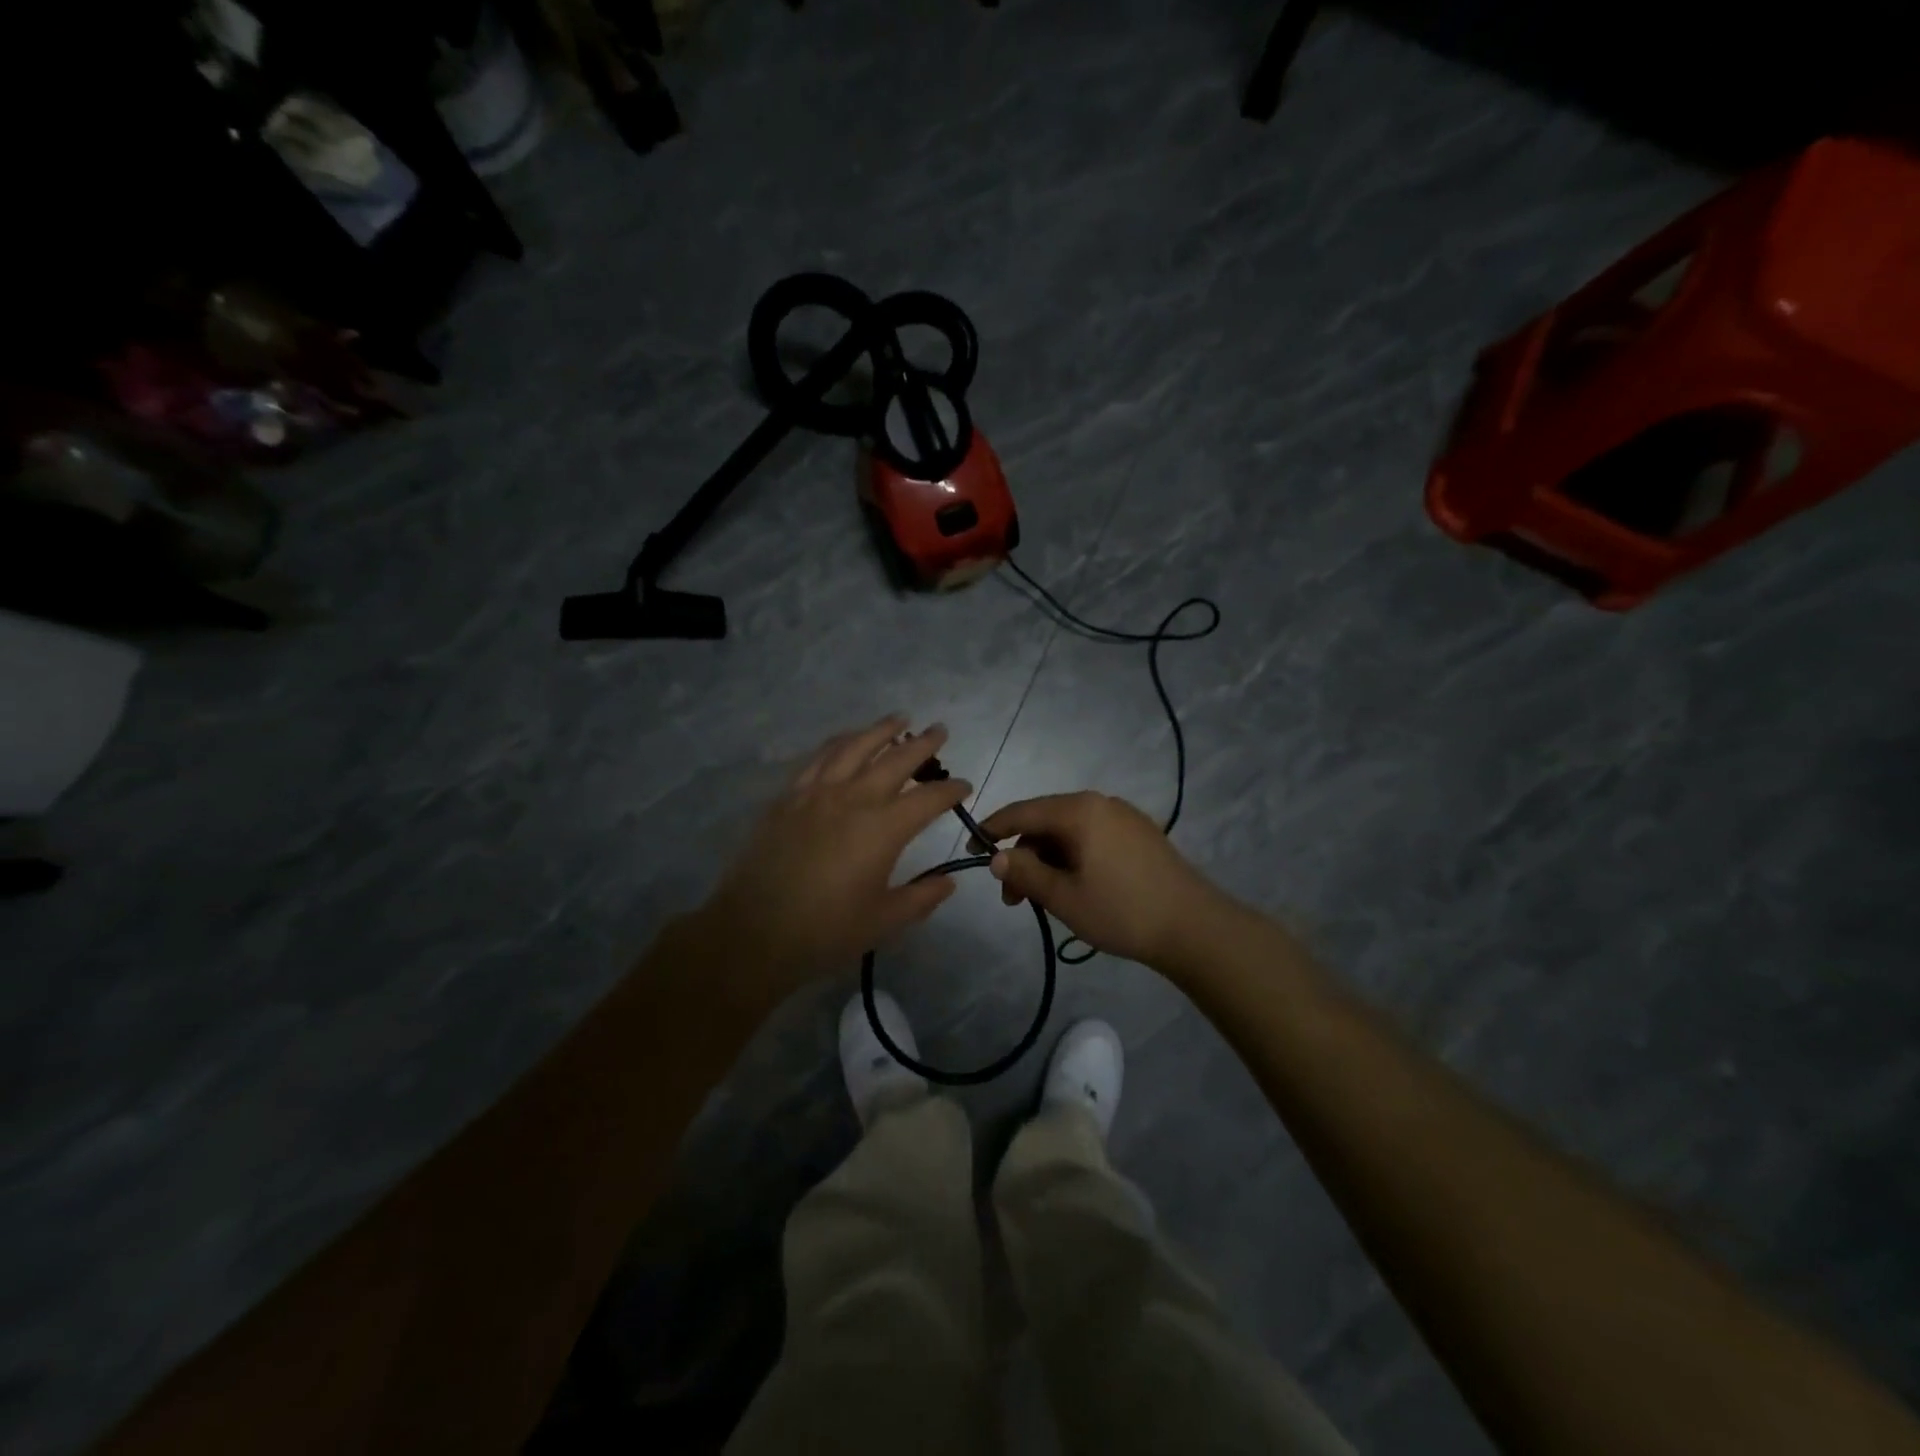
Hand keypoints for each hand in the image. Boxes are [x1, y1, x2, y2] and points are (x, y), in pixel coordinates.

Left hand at [689, 716, 969, 1008]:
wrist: (754, 931)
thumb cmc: (825, 931)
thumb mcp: (884, 921)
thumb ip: (921, 898)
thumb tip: (949, 882)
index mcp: (883, 829)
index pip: (928, 799)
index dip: (951, 790)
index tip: (964, 786)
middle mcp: (853, 799)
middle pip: (895, 760)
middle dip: (923, 744)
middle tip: (939, 730)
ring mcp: (817, 793)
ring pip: (854, 747)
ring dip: (880, 730)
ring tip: (898, 719)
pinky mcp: (788, 797)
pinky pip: (819, 758)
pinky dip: (839, 743)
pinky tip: (846, 740)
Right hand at [976, 792, 1227, 968]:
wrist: (1194, 927)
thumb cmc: (1121, 911)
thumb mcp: (1063, 897)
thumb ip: (1025, 873)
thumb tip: (996, 857)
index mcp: (1079, 810)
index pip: (1022, 811)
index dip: (992, 830)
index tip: (971, 851)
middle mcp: (1100, 803)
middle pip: (1046, 822)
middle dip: (1023, 856)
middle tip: (1013, 898)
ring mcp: (1124, 817)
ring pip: (1069, 832)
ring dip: (1048, 861)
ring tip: (1043, 900)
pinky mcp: (1139, 834)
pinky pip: (1092, 837)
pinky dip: (1072, 858)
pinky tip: (1073, 888)